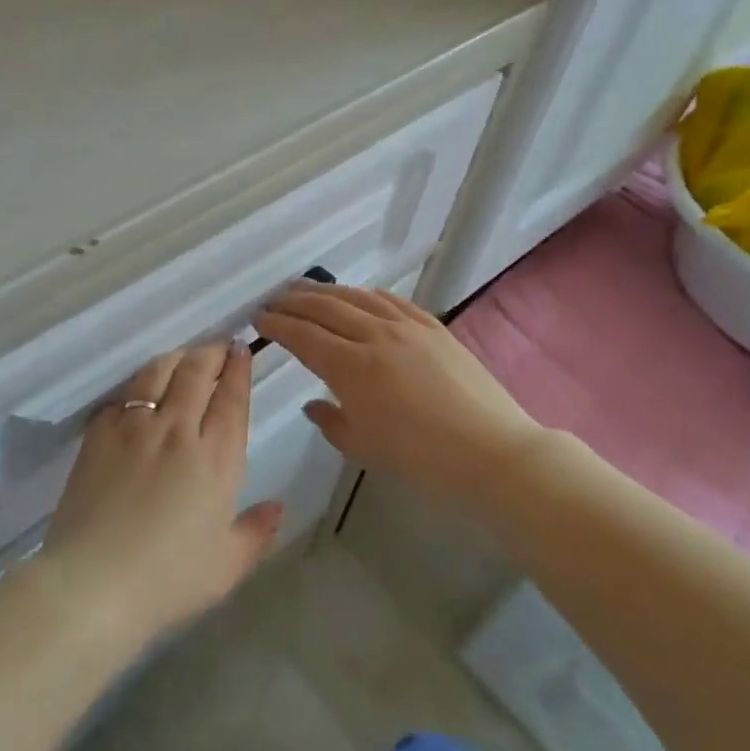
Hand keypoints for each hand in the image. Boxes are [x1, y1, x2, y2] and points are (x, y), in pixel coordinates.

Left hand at [36, 343, 282, 643]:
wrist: (94, 584)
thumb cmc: (168, 579)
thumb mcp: (226, 566)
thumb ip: (256, 532)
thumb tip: (279, 507)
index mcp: (216, 457)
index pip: (231, 398)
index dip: (238, 369)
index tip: (241, 350)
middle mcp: (177, 430)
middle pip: (196, 372)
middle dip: (211, 352)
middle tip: (217, 346)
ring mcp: (134, 428)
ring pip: (157, 373)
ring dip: (175, 359)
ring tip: (182, 358)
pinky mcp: (98, 435)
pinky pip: (121, 397)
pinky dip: (135, 388)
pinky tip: (138, 394)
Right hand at [255, 283, 543, 502]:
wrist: (490, 452)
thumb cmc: (421, 459)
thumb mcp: (363, 448)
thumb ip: (331, 421)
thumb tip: (314, 403)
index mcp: (351, 367)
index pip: (303, 336)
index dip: (277, 325)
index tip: (259, 319)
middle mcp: (375, 336)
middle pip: (325, 308)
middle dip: (294, 302)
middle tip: (274, 301)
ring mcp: (407, 327)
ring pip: (357, 297)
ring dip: (326, 291)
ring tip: (307, 290)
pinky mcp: (434, 327)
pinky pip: (393, 300)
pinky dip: (368, 294)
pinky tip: (360, 295)